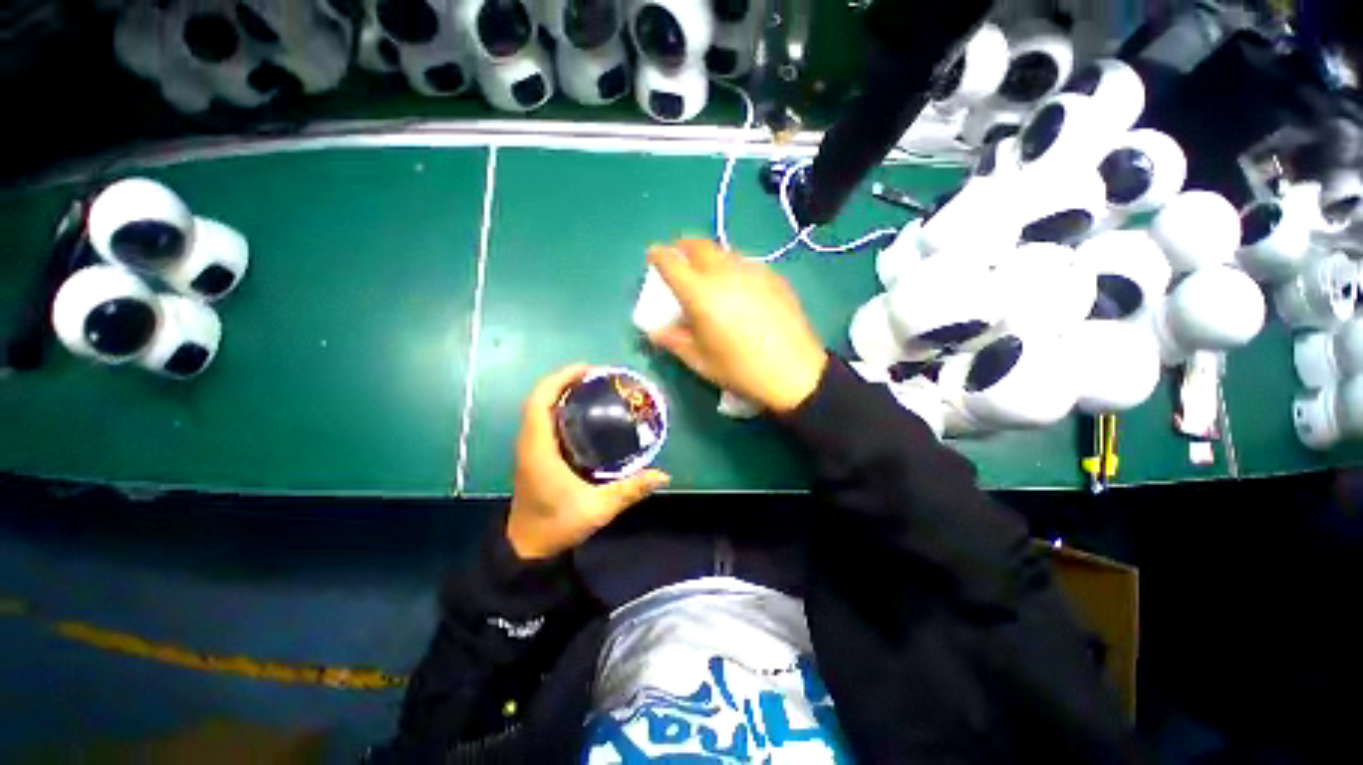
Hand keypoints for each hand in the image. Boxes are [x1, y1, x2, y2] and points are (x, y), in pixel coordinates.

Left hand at [507, 364, 670, 559]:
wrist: (528, 547)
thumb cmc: (556, 524)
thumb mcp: (597, 508)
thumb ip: (629, 490)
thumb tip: (662, 475)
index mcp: (538, 447)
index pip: (541, 399)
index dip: (561, 378)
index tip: (588, 370)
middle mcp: (529, 442)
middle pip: (540, 399)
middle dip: (565, 383)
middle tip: (598, 380)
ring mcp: (528, 451)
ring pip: (539, 411)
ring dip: (561, 397)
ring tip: (593, 394)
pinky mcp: (532, 460)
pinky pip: (542, 424)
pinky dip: (559, 413)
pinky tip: (584, 421)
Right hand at [646, 239, 827, 413]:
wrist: (796, 371)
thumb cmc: (741, 370)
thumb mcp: (701, 362)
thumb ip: (675, 341)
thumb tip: (657, 331)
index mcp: (699, 293)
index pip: (671, 262)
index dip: (658, 255)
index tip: (653, 255)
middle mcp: (724, 273)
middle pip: (699, 245)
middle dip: (684, 246)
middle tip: (679, 256)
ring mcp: (752, 271)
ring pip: (724, 252)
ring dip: (710, 256)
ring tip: (708, 273)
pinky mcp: (774, 277)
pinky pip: (746, 264)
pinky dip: (734, 268)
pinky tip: (738, 288)